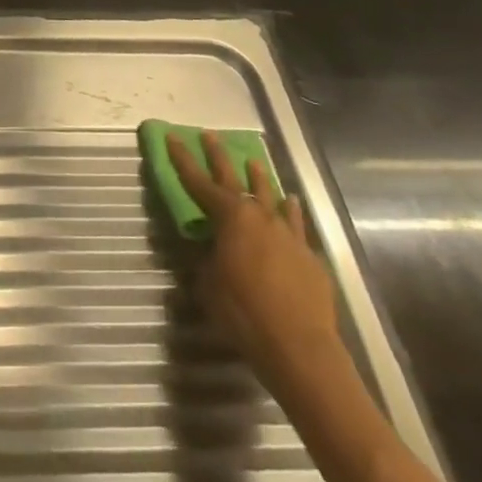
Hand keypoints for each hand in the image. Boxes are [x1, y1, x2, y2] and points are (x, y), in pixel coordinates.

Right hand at [170, 132, 342, 395]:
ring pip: (271, 196)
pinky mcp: (308, 255)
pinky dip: (290, 209)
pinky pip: (295, 222)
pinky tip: (290, 201)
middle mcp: (259, 217)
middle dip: (219, 156)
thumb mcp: (209, 285)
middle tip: (210, 135)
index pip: (198, 182)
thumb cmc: (243, 313)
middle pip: (235, 179)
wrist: (299, 346)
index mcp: (229, 219)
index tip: (173, 136)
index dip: (183, 159)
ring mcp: (287, 234)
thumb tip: (210, 252)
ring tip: (254, 162)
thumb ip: (207, 260)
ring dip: (259, 178)